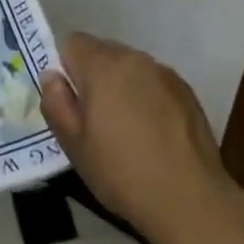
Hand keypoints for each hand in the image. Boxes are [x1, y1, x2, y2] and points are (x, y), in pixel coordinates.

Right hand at [40, 33, 238, 243]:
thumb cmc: (124, 175)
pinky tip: (155, 134)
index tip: (74, 104)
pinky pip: (154, 81)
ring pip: (129, 67)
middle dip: (94, 77)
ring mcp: (163, 72)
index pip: (72, 42)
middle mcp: (133, 58)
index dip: (67, 70)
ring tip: (130, 130)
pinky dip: (148, 97)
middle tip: (98, 121)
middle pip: (102, 52)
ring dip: (122, 86)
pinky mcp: (185, 89)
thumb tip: (52, 76)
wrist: (191, 201)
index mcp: (102, 66)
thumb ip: (56, 104)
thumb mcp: (75, 147)